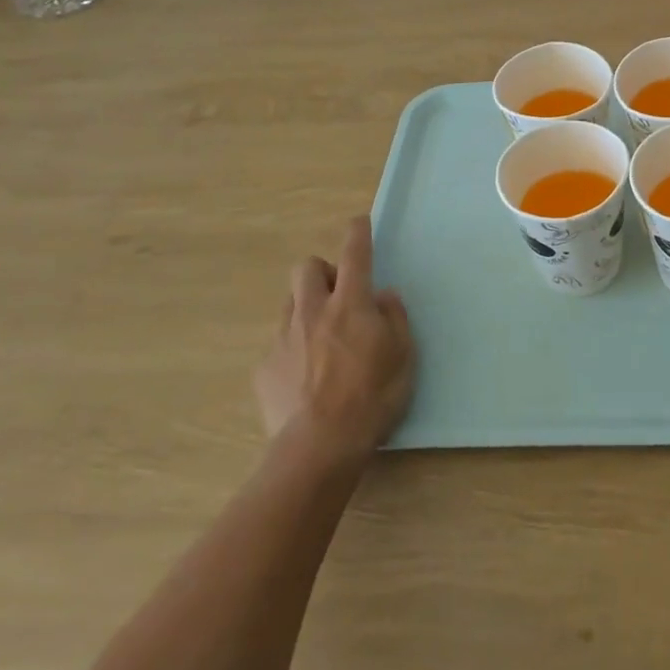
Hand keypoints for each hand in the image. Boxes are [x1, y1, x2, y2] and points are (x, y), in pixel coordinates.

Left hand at [255, 216, 414, 461]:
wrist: (319, 447)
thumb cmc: (372, 397)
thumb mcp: (404, 356)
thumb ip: (395, 318)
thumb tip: (383, 297)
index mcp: (350, 304)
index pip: (354, 254)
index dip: (357, 233)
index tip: (358, 223)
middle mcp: (312, 311)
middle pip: (306, 267)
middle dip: (321, 271)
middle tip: (338, 294)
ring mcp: (283, 338)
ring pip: (290, 303)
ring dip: (306, 308)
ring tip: (322, 339)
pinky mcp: (264, 367)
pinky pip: (279, 343)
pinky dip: (293, 349)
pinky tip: (305, 378)